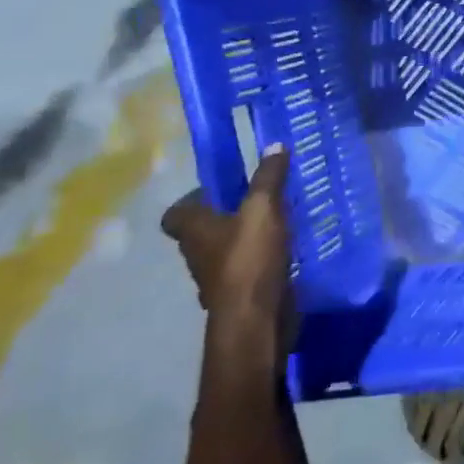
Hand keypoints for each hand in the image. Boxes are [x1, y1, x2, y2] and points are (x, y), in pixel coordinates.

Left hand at [161, 148, 295, 348]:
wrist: (256, 319)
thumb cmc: (249, 259)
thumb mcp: (263, 208)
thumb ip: (269, 177)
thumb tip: (274, 144)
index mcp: (193, 229)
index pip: (176, 212)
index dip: (194, 198)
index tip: (222, 188)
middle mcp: (198, 253)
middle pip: (204, 230)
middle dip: (228, 214)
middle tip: (260, 198)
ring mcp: (217, 278)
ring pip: (227, 250)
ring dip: (247, 238)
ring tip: (280, 221)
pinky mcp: (240, 294)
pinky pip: (248, 269)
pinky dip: (262, 259)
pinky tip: (288, 249)